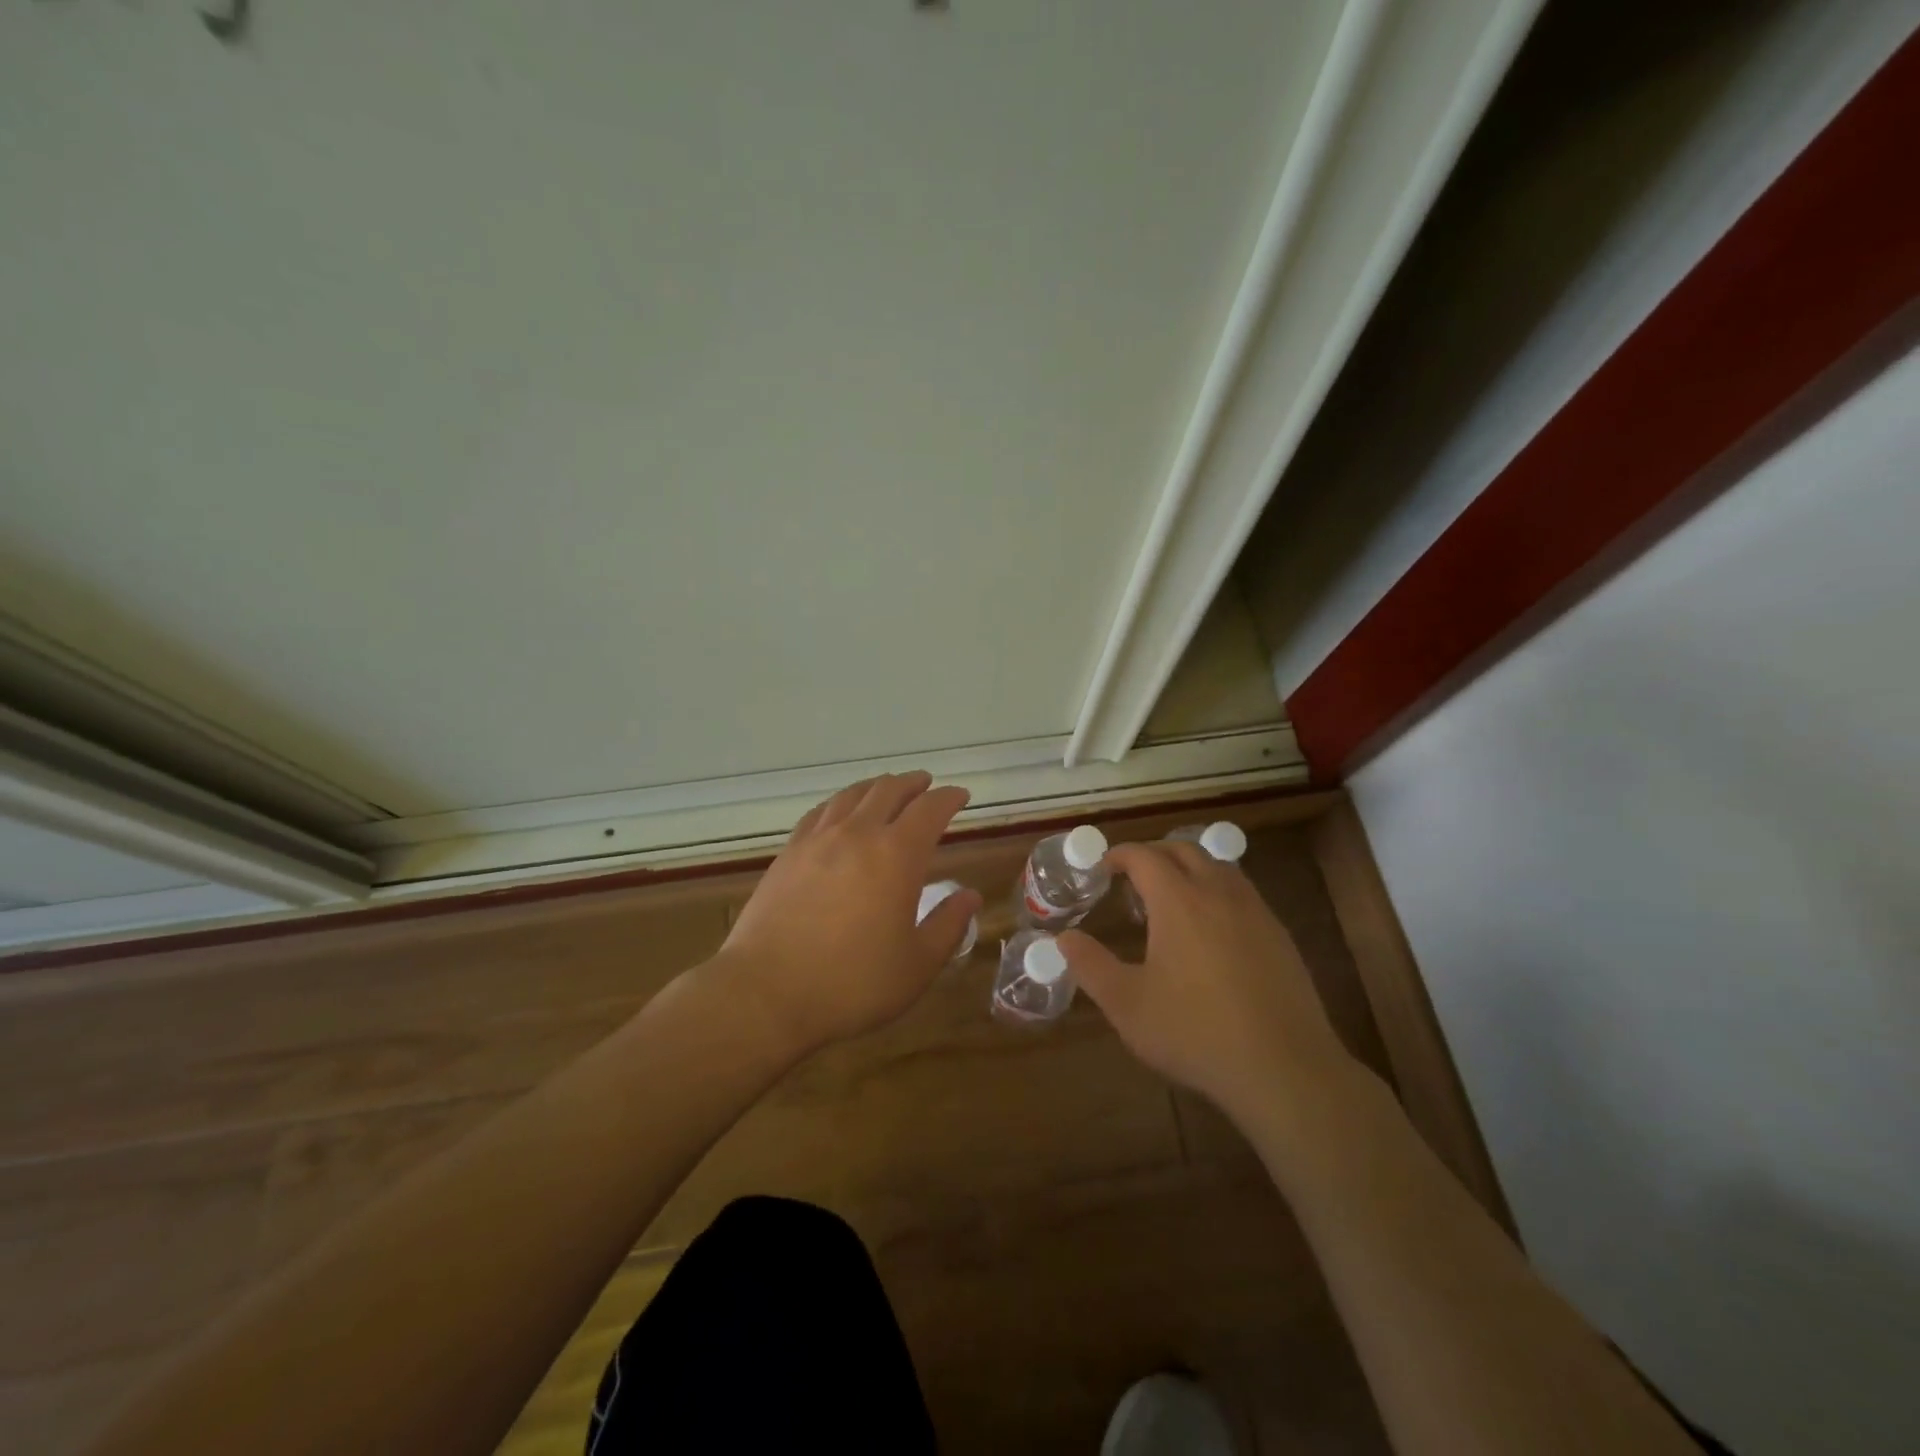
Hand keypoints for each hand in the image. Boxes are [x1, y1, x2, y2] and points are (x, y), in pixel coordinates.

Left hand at [714, 771, 980, 1055]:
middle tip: (926, 785)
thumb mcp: (917, 965)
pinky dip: (841, 802)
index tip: (961, 796)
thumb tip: (970, 895)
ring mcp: (817, 840)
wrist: (766, 993)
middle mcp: (858, 834)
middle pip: (889, 791)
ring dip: (877, 787)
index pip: (930, 810)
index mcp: (897, 855)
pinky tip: (840, 812)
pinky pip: (820, 812)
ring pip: (852, 794)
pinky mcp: (788, 853)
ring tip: (887, 790)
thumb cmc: (852, 984)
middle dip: (913, 784)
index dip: (949, 798)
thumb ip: (948, 925)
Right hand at [1060, 842, 1351, 1120]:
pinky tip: (1212, 930)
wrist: (1284, 1068)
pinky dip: (1218, 892)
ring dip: (1190, 869)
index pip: (1145, 857)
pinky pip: (1243, 893)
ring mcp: (1255, 912)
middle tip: (1133, 878)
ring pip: (1219, 867)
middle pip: (1184, 851)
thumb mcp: (1128, 1005)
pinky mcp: (1280, 936)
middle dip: (1155, 854)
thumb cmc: (1196, 1033)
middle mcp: (1218, 893)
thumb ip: (1091, 966)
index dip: (1120, 855)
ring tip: (1172, 897)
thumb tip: (1063, 938)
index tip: (1104, 868)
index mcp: (1179, 901)